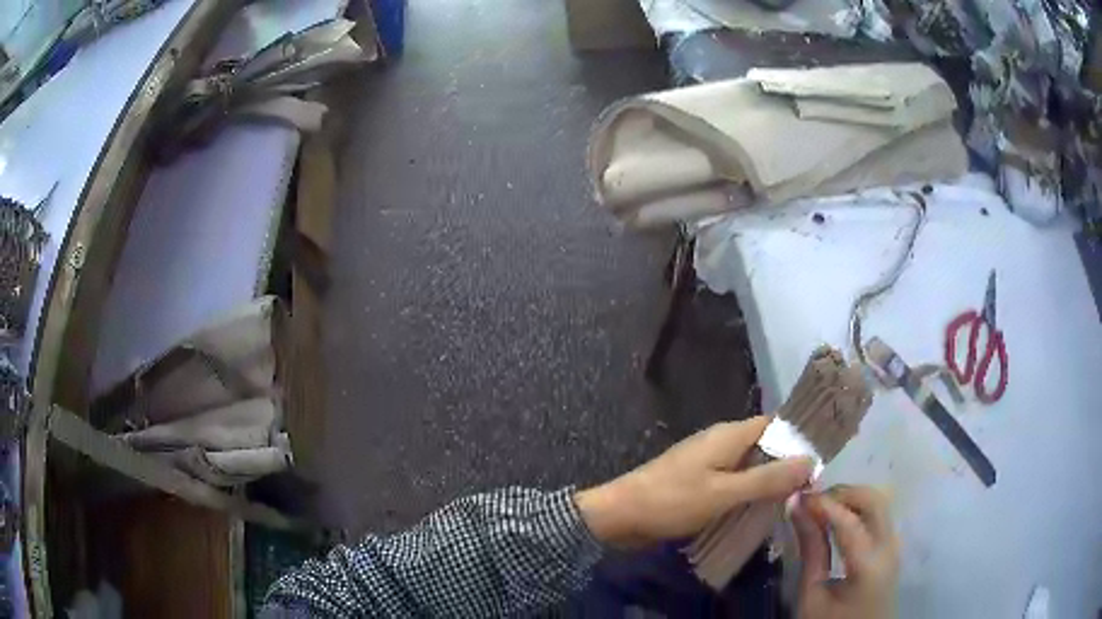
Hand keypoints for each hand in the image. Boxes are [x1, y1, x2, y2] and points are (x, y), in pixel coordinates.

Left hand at [575, 416, 814, 548]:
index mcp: (730, 434)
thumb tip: (810, 461)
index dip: (799, 438)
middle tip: (811, 488)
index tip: (822, 458)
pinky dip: (748, 492)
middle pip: (764, 445)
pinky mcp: (698, 481)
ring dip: (767, 481)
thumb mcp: (725, 492)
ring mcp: (708, 461)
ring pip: (749, 465)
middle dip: (786, 464)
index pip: (776, 424)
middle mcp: (721, 441)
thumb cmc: (673, 501)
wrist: (620, 515)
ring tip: (793, 501)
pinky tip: (759, 511)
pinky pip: (733, 481)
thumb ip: (767, 478)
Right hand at [791, 486, 899, 618]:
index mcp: (869, 565)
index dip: (822, 503)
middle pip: (874, 500)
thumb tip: (797, 509)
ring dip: (851, 498)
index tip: (797, 495)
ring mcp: (894, 545)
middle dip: (842, 492)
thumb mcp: (811, 595)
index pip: (848, 521)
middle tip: (812, 500)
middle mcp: (889, 547)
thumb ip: (810, 551)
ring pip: (879, 502)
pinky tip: (837, 519)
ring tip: (821, 508)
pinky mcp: (892, 547)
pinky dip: (858, 508)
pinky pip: (879, 515)